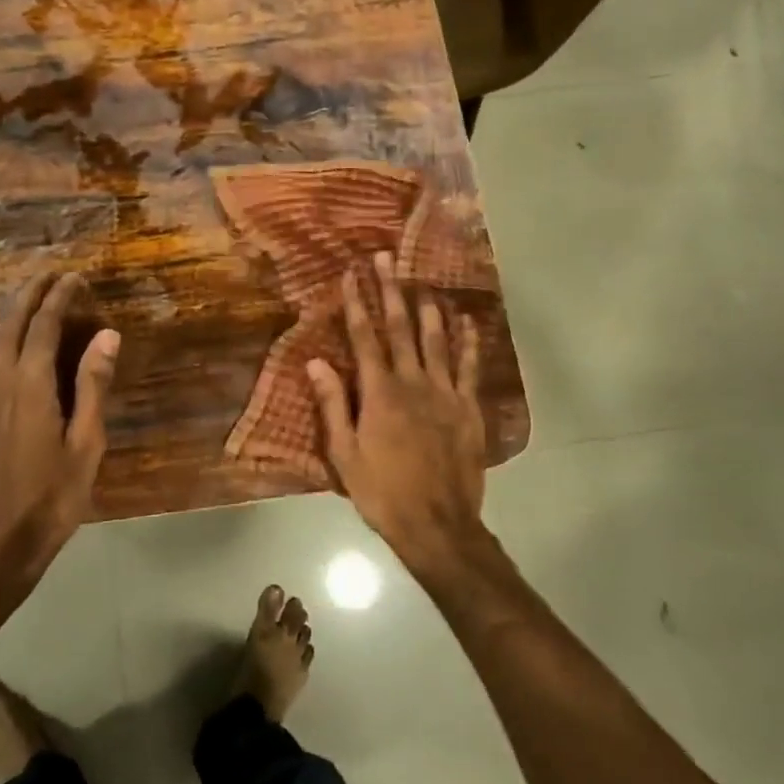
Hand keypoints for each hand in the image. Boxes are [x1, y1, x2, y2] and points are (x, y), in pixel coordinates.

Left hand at [0, 272, 119, 585]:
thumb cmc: (51, 497)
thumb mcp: (86, 443)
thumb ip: (93, 385)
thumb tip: (106, 335)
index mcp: (29, 385)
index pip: (43, 325)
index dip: (60, 297)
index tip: (77, 277)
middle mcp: (0, 381)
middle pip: (12, 323)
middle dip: (32, 294)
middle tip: (54, 274)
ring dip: (17, 312)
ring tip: (38, 296)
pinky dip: (7, 335)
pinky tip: (18, 341)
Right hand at [306, 253, 487, 569]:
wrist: (438, 525)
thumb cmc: (382, 491)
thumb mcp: (344, 454)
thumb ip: (333, 405)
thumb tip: (315, 362)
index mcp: (379, 393)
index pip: (364, 338)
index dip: (357, 303)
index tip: (352, 274)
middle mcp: (413, 382)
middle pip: (401, 328)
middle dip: (391, 291)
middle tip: (386, 258)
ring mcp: (445, 393)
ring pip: (436, 340)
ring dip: (428, 308)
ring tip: (422, 282)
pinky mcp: (468, 408)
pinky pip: (468, 366)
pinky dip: (467, 341)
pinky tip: (466, 321)